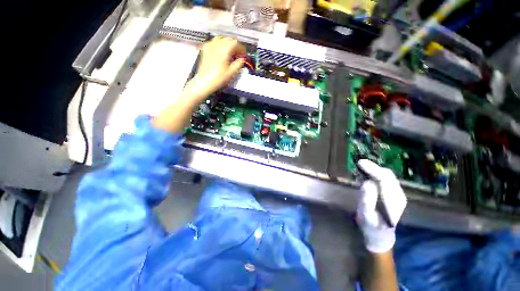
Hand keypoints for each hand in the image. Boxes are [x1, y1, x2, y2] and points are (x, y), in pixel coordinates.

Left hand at [185, 37, 245, 101]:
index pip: (236, 43)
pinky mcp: (205, 49)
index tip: (243, 54)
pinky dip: (219, 44)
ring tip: (230, 51)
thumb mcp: (232, 73)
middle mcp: (217, 45)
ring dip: (227, 43)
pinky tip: (220, 50)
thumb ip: (238, 64)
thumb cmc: (218, 78)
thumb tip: (242, 60)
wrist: (205, 81)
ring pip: (221, 39)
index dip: (241, 48)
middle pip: (228, 39)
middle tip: (238, 54)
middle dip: (235, 45)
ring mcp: (210, 46)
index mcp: (225, 49)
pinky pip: (213, 42)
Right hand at [356, 160, 406, 252]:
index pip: (385, 180)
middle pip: (387, 175)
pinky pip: (384, 179)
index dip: (373, 170)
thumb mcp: (366, 215)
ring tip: (360, 170)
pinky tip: (365, 176)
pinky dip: (374, 174)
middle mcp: (398, 195)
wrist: (380, 234)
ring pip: (386, 175)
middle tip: (358, 165)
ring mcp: (397, 194)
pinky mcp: (393, 193)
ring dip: (373, 170)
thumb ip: (367, 199)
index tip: (360, 163)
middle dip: (373, 168)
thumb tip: (366, 182)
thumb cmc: (371, 226)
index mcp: (393, 202)